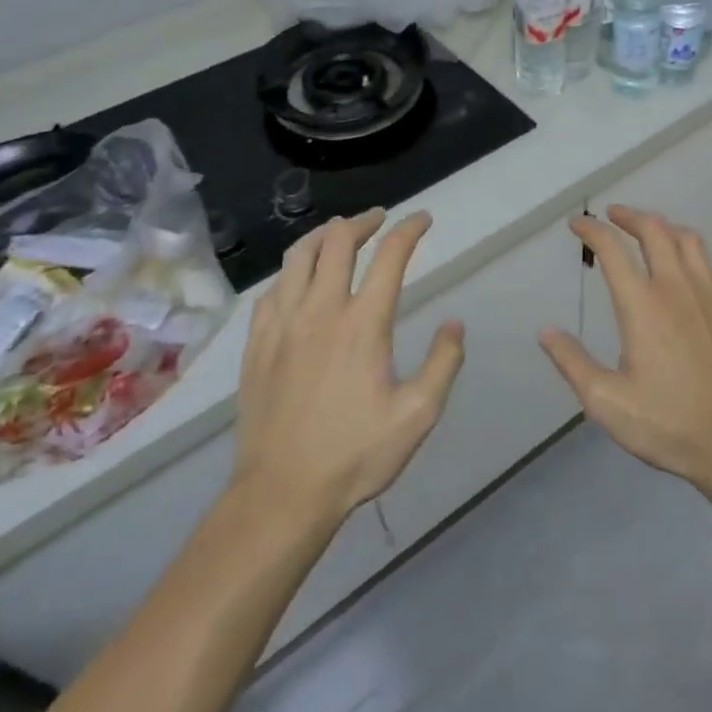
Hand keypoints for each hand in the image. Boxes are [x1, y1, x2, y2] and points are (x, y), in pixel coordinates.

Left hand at [230, 209, 463, 525]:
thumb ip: (443, 363)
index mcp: (362, 324)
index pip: (389, 257)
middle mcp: (320, 312)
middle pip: (337, 243)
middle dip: (362, 222)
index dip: (409, 231)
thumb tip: (454, 324)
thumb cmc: (356, 454)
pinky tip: (299, 280)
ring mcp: (282, 326)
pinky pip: (272, 290)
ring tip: (338, 234)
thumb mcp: (418, 414)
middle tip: (380, 219)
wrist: (282, 492)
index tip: (423, 220)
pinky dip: (292, 271)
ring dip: (322, 236)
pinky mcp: (256, 345)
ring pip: (297, 258)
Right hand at [539, 207, 711, 489]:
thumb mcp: (607, 402)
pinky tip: (686, 267)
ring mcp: (711, 295)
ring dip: (663, 227)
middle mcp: (677, 288)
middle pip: (654, 230)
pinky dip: (690, 251)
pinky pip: (710, 262)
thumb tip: (546, 332)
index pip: (613, 250)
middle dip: (629, 216)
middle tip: (612, 216)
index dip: (592, 230)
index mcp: (643, 306)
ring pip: (688, 239)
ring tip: (648, 231)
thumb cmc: (669, 424)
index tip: (578, 223)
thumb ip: (573, 363)